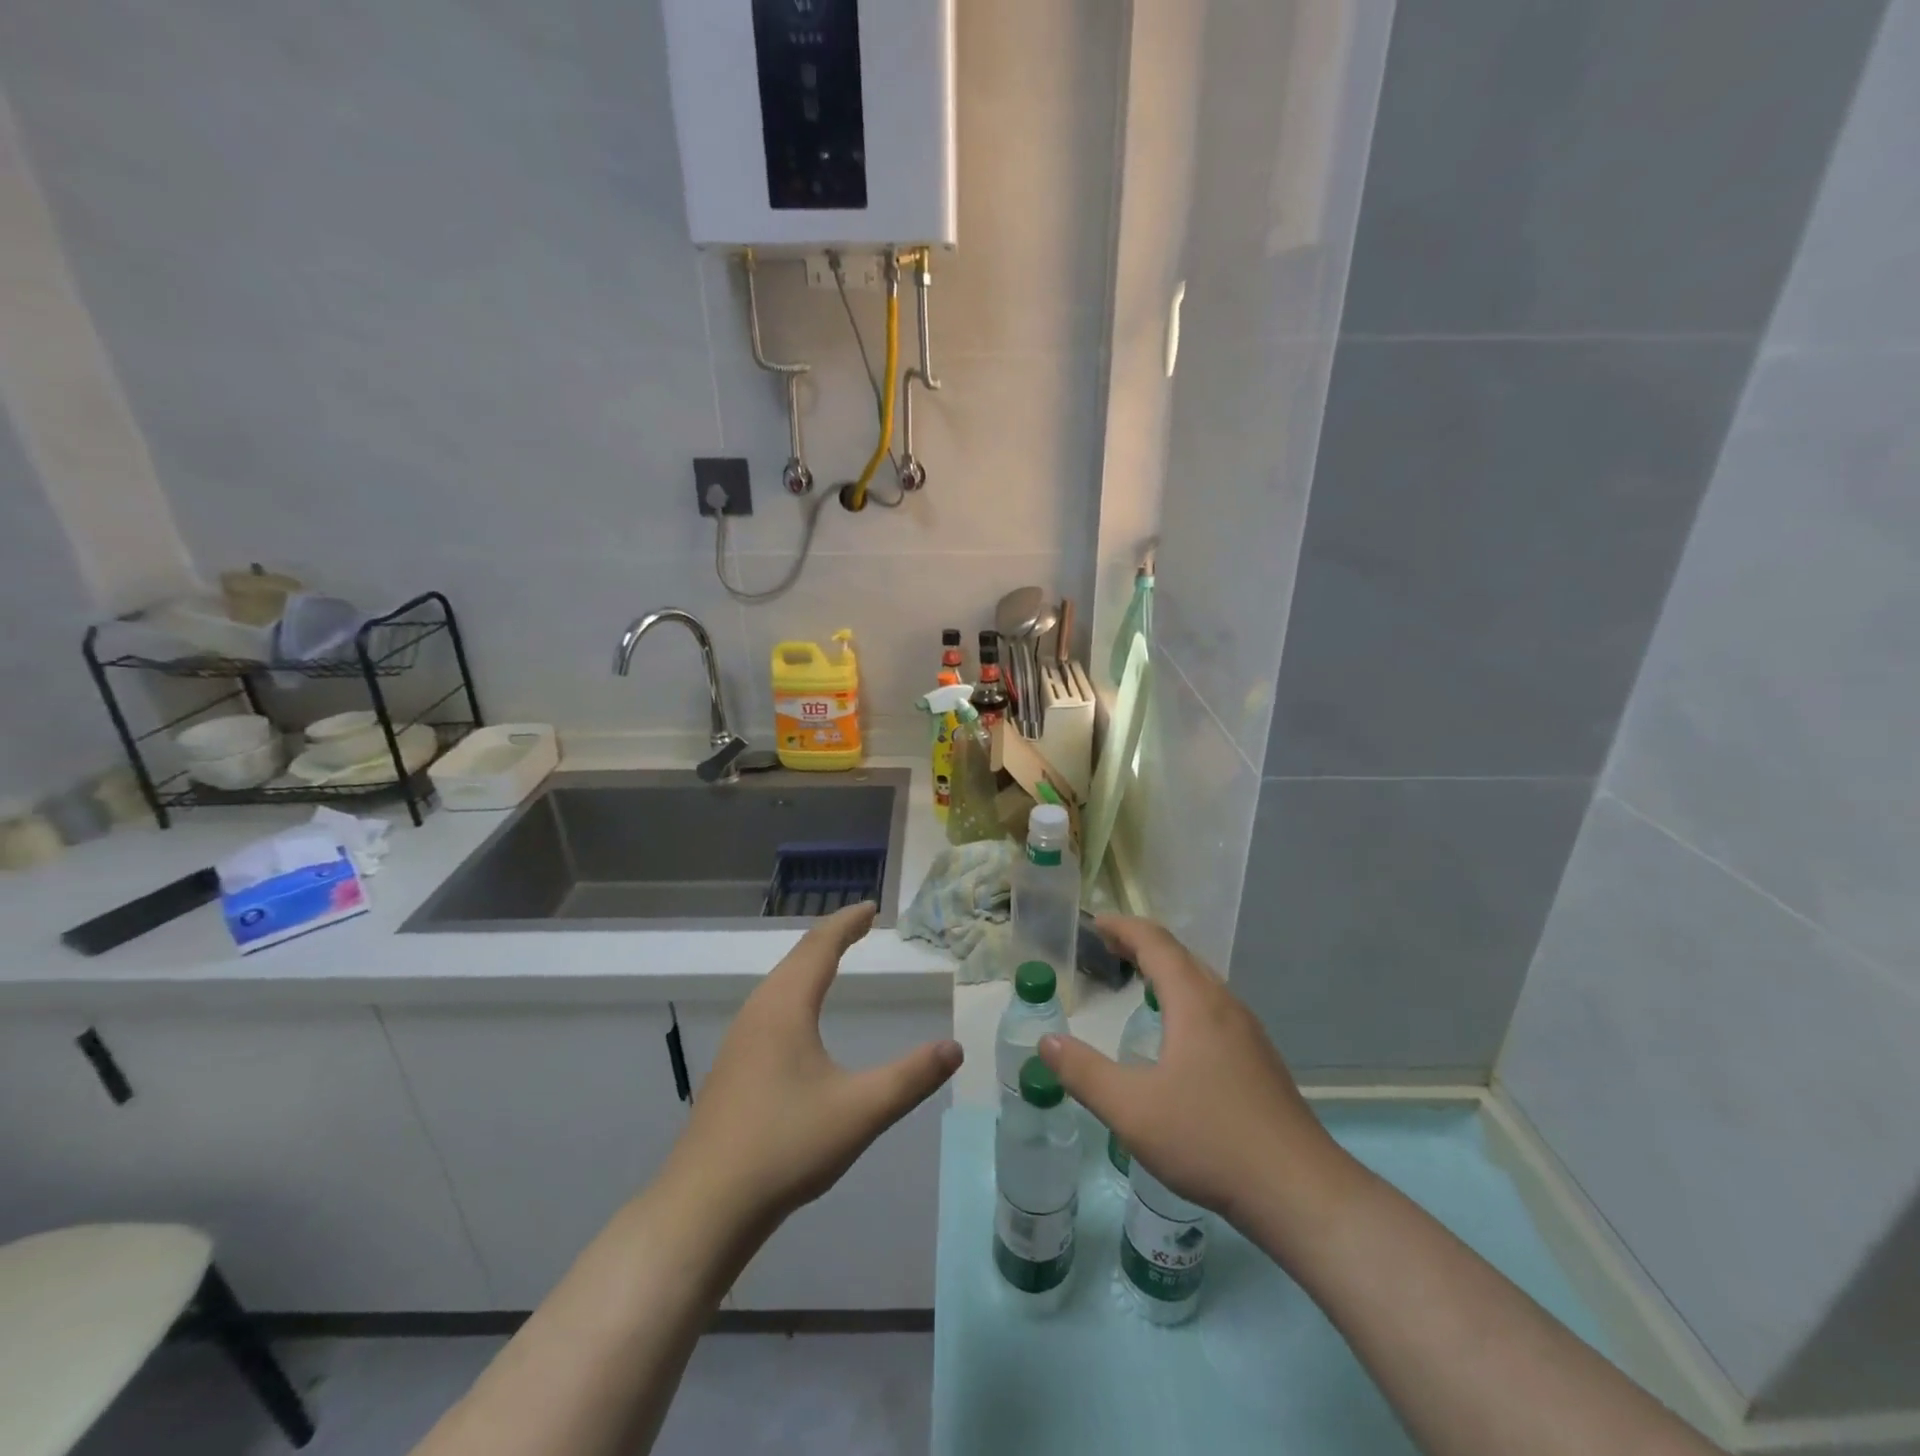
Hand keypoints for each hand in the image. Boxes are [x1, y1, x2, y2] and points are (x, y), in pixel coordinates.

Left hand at [664, 902, 963, 1235]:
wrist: (704, 1206)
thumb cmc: (785, 1147)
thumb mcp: (860, 1111)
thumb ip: (911, 1078)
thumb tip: (955, 1047)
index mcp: (787, 1007)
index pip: (820, 947)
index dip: (847, 923)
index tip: (870, 907)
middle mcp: (759, 1012)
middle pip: (797, 957)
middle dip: (830, 936)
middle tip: (859, 924)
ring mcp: (740, 1039)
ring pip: (779, 982)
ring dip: (809, 962)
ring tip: (834, 958)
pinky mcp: (733, 1066)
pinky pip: (770, 1005)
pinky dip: (794, 988)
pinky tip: (799, 1015)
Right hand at [1039, 916, 1344, 1230]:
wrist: (1298, 1192)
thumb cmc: (1209, 1139)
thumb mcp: (1132, 1110)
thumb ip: (1084, 1073)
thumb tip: (1047, 1041)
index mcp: (1195, 1003)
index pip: (1156, 943)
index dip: (1124, 928)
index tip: (1096, 923)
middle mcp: (1225, 1006)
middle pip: (1182, 957)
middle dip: (1143, 945)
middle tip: (1109, 948)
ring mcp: (1248, 1034)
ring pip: (1202, 983)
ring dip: (1167, 972)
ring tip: (1139, 982)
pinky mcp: (1260, 1061)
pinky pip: (1214, 1009)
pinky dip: (1185, 999)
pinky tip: (1178, 1035)